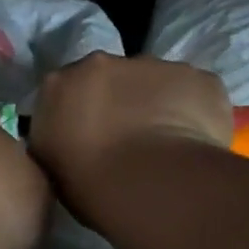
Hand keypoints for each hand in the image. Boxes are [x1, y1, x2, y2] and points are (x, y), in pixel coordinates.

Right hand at [28, 53, 231, 220]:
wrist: (150, 183)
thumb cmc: (90, 185)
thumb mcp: (51, 165)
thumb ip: (58, 139)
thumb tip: (72, 138)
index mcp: (59, 84)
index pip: (67, 91)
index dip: (81, 113)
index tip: (91, 138)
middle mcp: (103, 62)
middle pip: (112, 78)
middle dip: (120, 101)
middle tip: (130, 140)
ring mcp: (154, 65)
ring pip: (156, 81)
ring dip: (159, 104)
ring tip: (167, 146)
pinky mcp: (198, 78)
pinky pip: (196, 92)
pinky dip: (197, 112)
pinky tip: (197, 144)